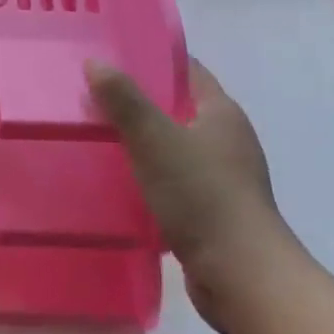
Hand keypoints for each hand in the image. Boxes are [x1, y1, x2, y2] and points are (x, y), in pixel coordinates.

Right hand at [86, 57, 303, 333]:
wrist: (241, 277)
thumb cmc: (202, 196)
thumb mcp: (155, 139)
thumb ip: (123, 99)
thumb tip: (95, 62)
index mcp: (222, 113)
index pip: (186, 70)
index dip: (151, 59)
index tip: (111, 56)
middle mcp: (227, 140)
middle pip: (176, 108)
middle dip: (136, 102)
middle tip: (91, 96)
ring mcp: (222, 178)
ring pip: (171, 147)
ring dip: (139, 142)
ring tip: (95, 136)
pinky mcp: (211, 211)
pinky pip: (172, 181)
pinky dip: (146, 177)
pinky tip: (115, 182)